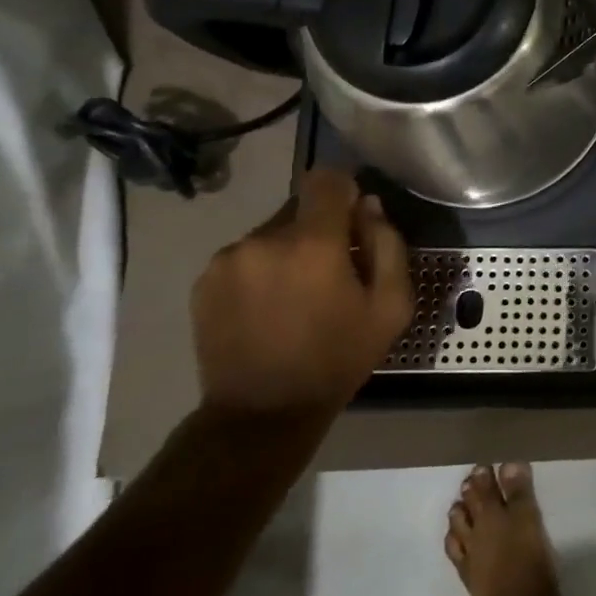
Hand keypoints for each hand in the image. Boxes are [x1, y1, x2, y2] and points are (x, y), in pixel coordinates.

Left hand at [191, 169, 414, 416]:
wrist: (260, 416)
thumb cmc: (337, 358)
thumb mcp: (391, 306)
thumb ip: (388, 244)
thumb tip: (368, 207)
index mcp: (313, 242)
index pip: (327, 179)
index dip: (345, 191)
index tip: (354, 222)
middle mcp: (264, 239)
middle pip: (300, 207)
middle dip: (319, 229)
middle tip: (331, 272)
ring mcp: (228, 259)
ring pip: (271, 232)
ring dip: (288, 250)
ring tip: (296, 295)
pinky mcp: (204, 281)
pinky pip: (245, 255)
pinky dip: (261, 269)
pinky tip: (267, 307)